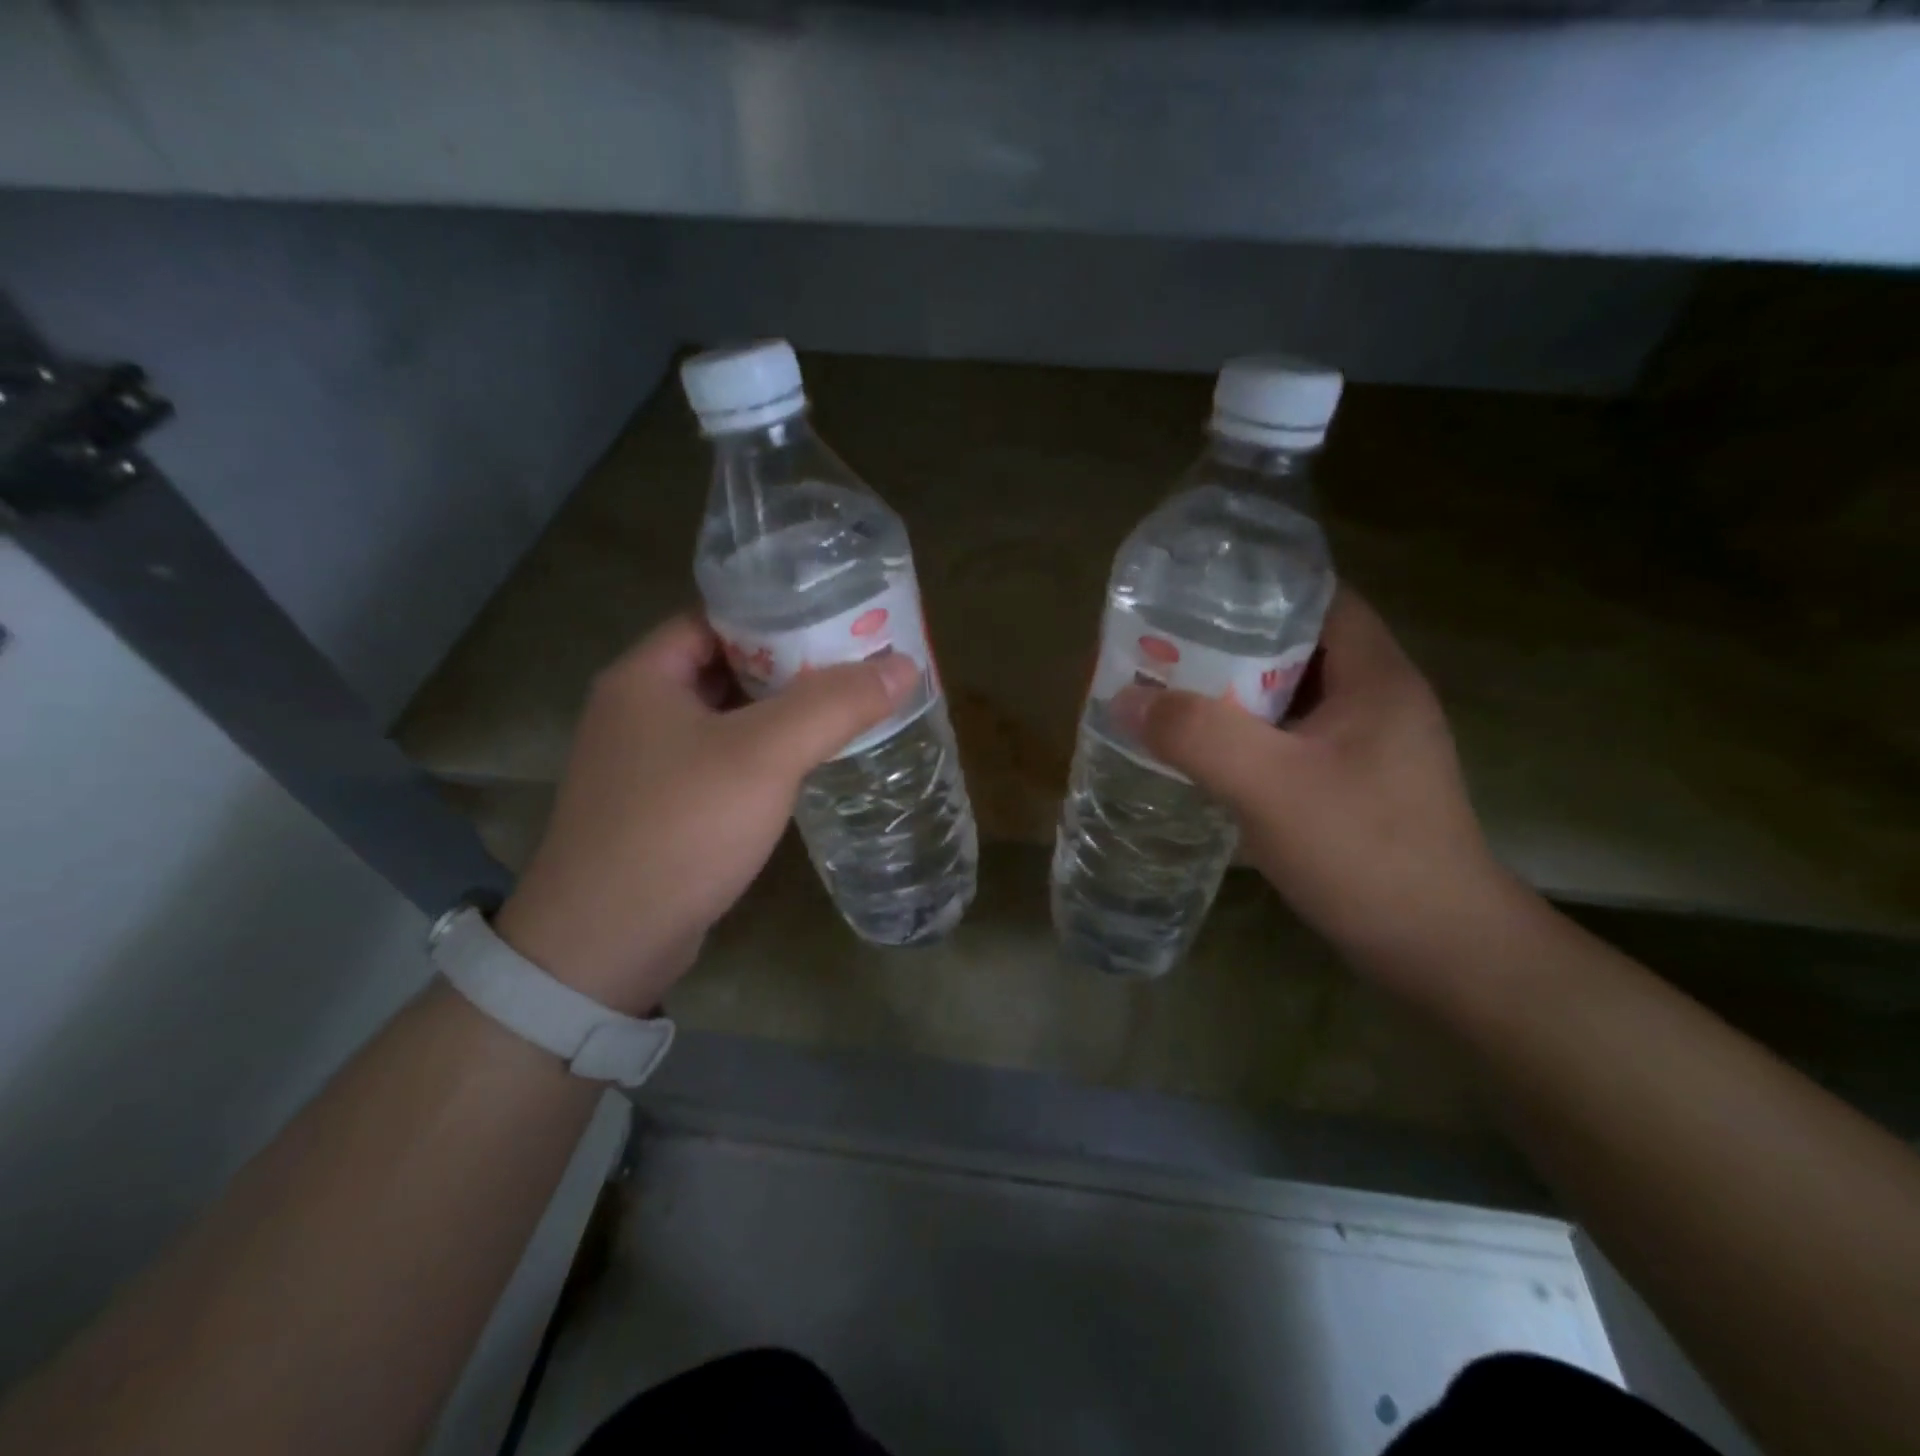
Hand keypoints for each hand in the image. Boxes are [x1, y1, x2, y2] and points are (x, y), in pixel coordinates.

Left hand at [494, 614, 918, 1013]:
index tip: (837, 621)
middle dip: (789, 666)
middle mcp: (636, 710)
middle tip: (855, 666)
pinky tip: (805, 766)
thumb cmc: (680, 828)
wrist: (605, 944)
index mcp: (645, 676)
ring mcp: (644, 764)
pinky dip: (761, 757)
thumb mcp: (764, 756)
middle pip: (725, 666)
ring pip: (725, 719)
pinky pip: (720, 762)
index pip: (718, 618)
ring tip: (844, 710)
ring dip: (778, 714)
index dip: (778, 615)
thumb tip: (903, 665)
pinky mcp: (659, 808)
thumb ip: (834, 705)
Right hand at [1116, 586, 1517, 982]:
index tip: (1191, 599)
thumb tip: (1125, 699)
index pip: (1317, 598)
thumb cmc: (1364, 852)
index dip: (1255, 590)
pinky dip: (1247, 740)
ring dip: (1233, 697)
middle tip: (1163, 652)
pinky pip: (1290, 742)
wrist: (1438, 951)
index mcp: (1375, 676)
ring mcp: (1368, 747)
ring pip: (1289, 699)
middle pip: (1296, 648)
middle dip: (1228, 647)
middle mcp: (1377, 699)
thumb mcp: (1271, 786)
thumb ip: (1197, 735)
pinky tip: (1205, 756)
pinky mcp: (1354, 786)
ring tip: (1170, 697)